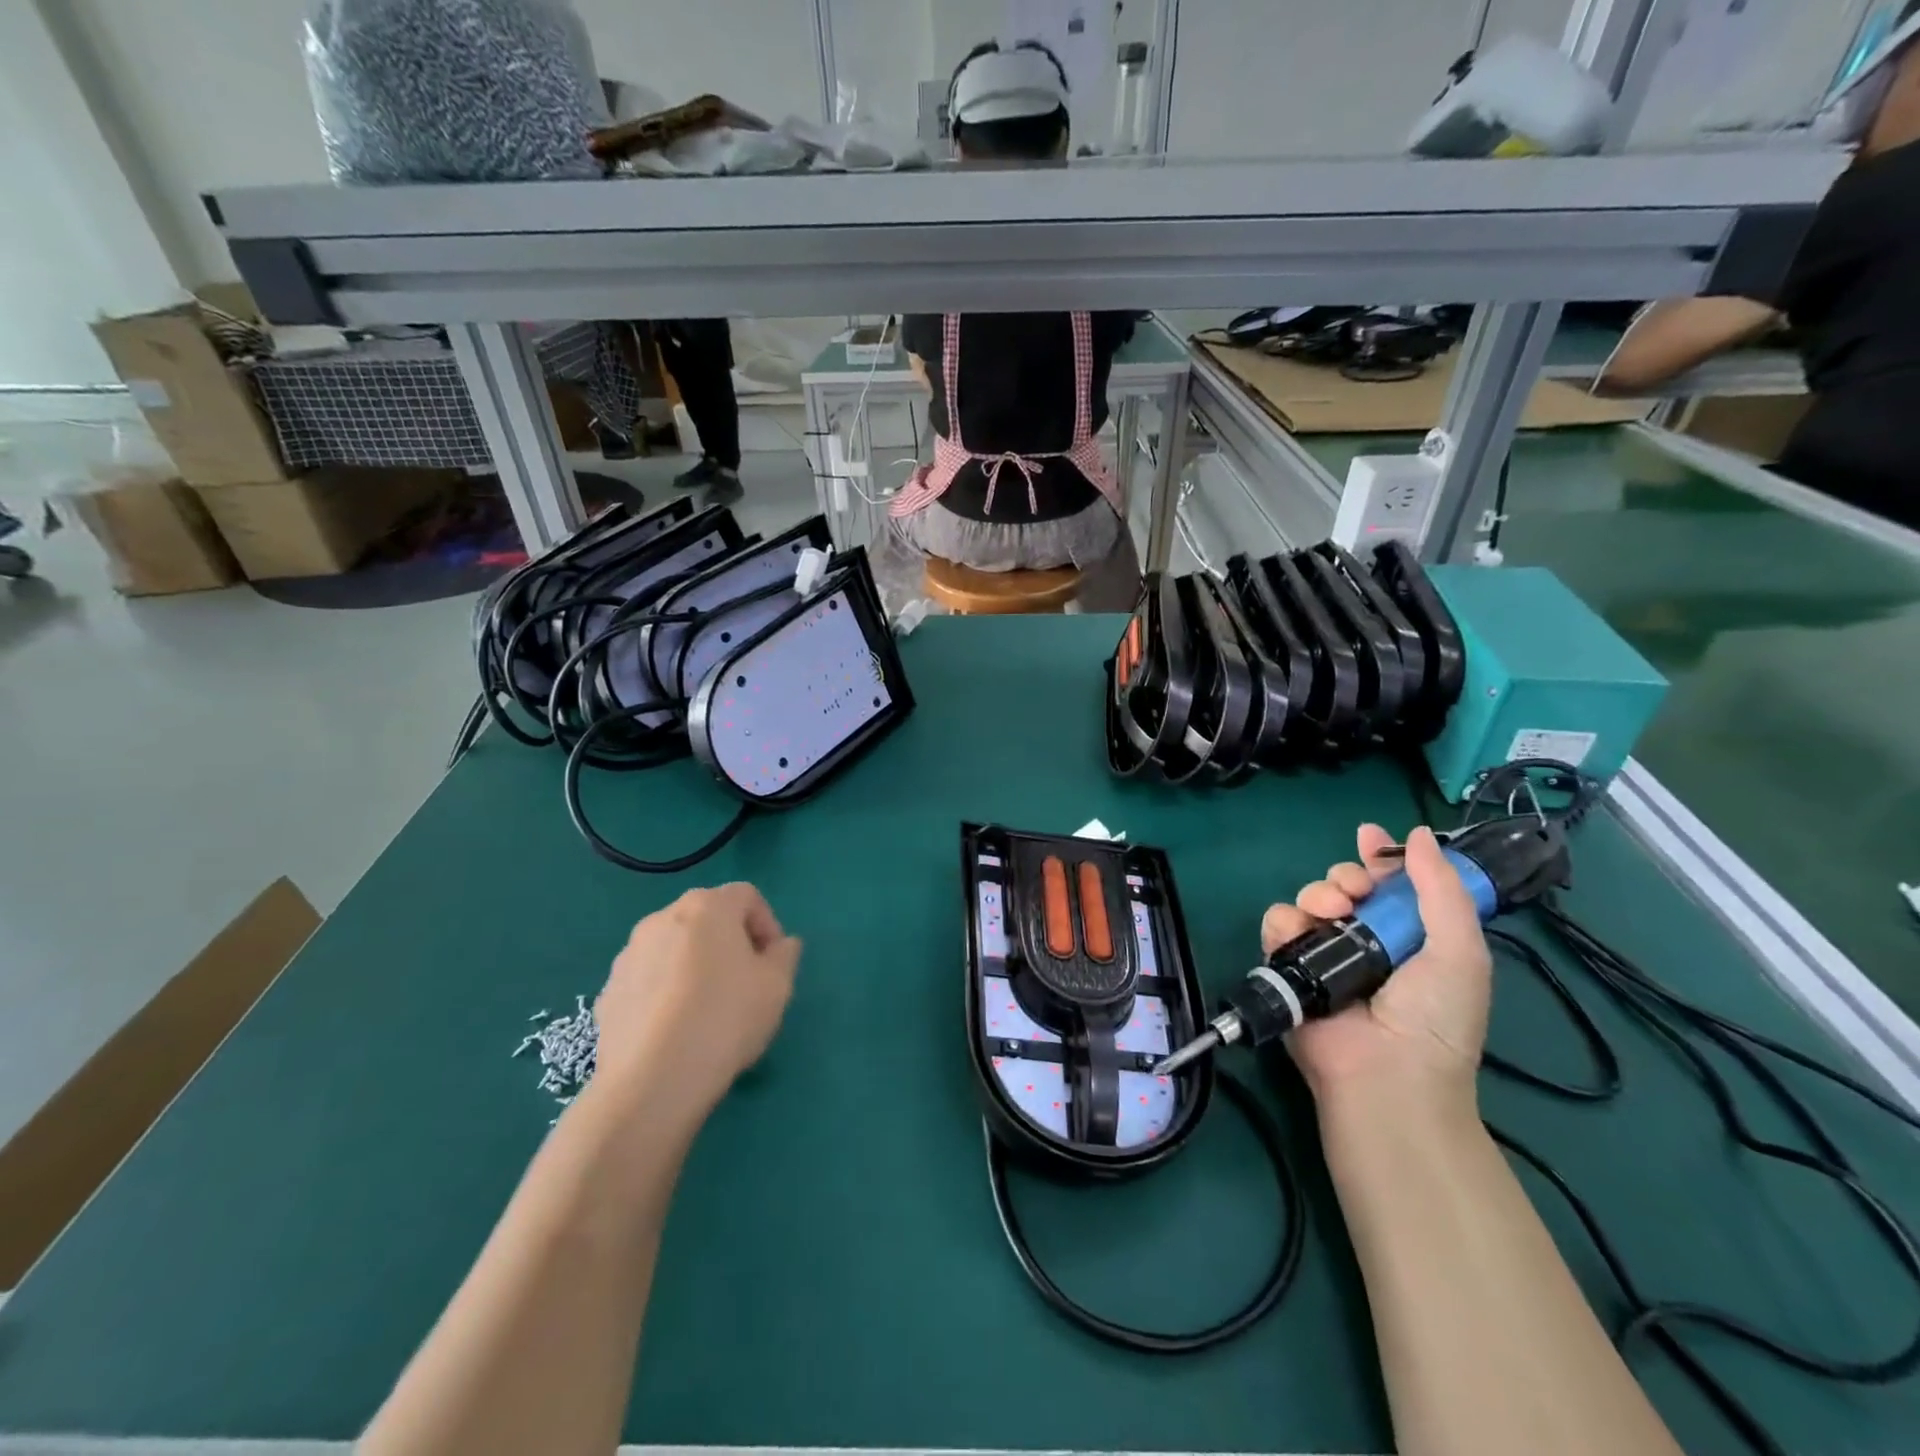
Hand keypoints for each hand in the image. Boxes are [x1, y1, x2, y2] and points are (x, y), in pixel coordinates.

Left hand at [590, 884, 801, 1114]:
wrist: (651, 1082)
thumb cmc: (725, 1019)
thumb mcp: (777, 986)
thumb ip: (785, 955)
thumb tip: (780, 945)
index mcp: (707, 907)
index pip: (747, 896)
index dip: (767, 924)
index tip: (773, 963)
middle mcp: (663, 918)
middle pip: (707, 918)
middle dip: (730, 942)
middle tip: (745, 983)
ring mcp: (628, 954)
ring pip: (674, 948)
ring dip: (695, 965)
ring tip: (707, 1010)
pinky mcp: (608, 991)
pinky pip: (648, 979)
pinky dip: (665, 992)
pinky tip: (675, 1030)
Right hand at [1262, 825, 1491, 1107]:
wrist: (1385, 1073)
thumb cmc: (1435, 1017)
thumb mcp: (1461, 951)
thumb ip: (1442, 889)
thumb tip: (1422, 834)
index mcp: (1409, 934)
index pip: (1389, 883)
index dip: (1379, 857)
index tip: (1368, 837)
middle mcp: (1364, 939)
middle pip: (1344, 884)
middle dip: (1345, 876)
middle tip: (1353, 892)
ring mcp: (1323, 952)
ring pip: (1308, 898)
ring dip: (1316, 894)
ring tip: (1330, 914)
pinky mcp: (1287, 966)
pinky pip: (1277, 925)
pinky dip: (1285, 923)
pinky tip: (1299, 933)